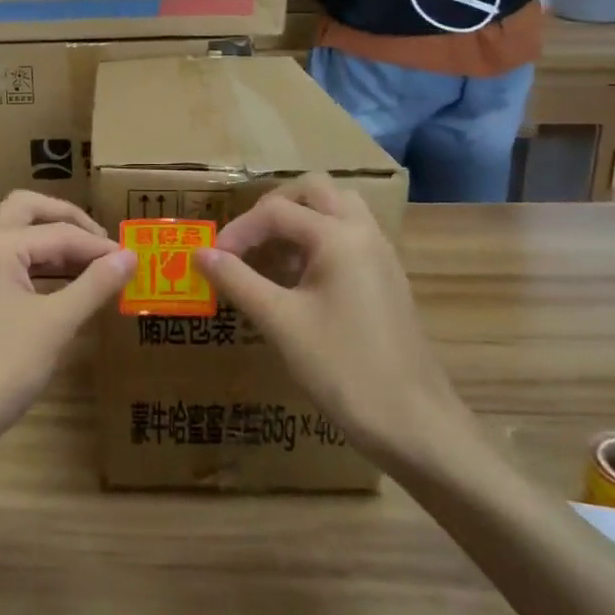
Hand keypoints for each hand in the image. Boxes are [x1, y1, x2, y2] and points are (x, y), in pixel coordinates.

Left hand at [0, 192, 134, 463]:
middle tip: (100, 243)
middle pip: (24, 208)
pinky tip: (43, 280)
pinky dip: (20, 253)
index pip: (59, 233)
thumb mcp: (55, 326)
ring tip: (73, 255)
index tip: (131, 259)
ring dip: (37, 230)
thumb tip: (129, 256)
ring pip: (1, 223)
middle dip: (66, 220)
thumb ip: (94, 284)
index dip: (99, 246)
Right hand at [194, 175, 478, 467]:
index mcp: (339, 236)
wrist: (414, 423)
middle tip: (246, 241)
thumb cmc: (343, 368)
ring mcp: (381, 255)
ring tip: (272, 255)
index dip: (238, 230)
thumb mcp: (280, 323)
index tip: (211, 259)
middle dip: (274, 208)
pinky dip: (320, 240)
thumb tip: (200, 253)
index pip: (276, 211)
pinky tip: (300, 280)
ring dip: (301, 220)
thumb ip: (238, 280)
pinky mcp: (387, 279)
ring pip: (338, 209)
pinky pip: (351, 236)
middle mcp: (364, 233)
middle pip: (315, 191)